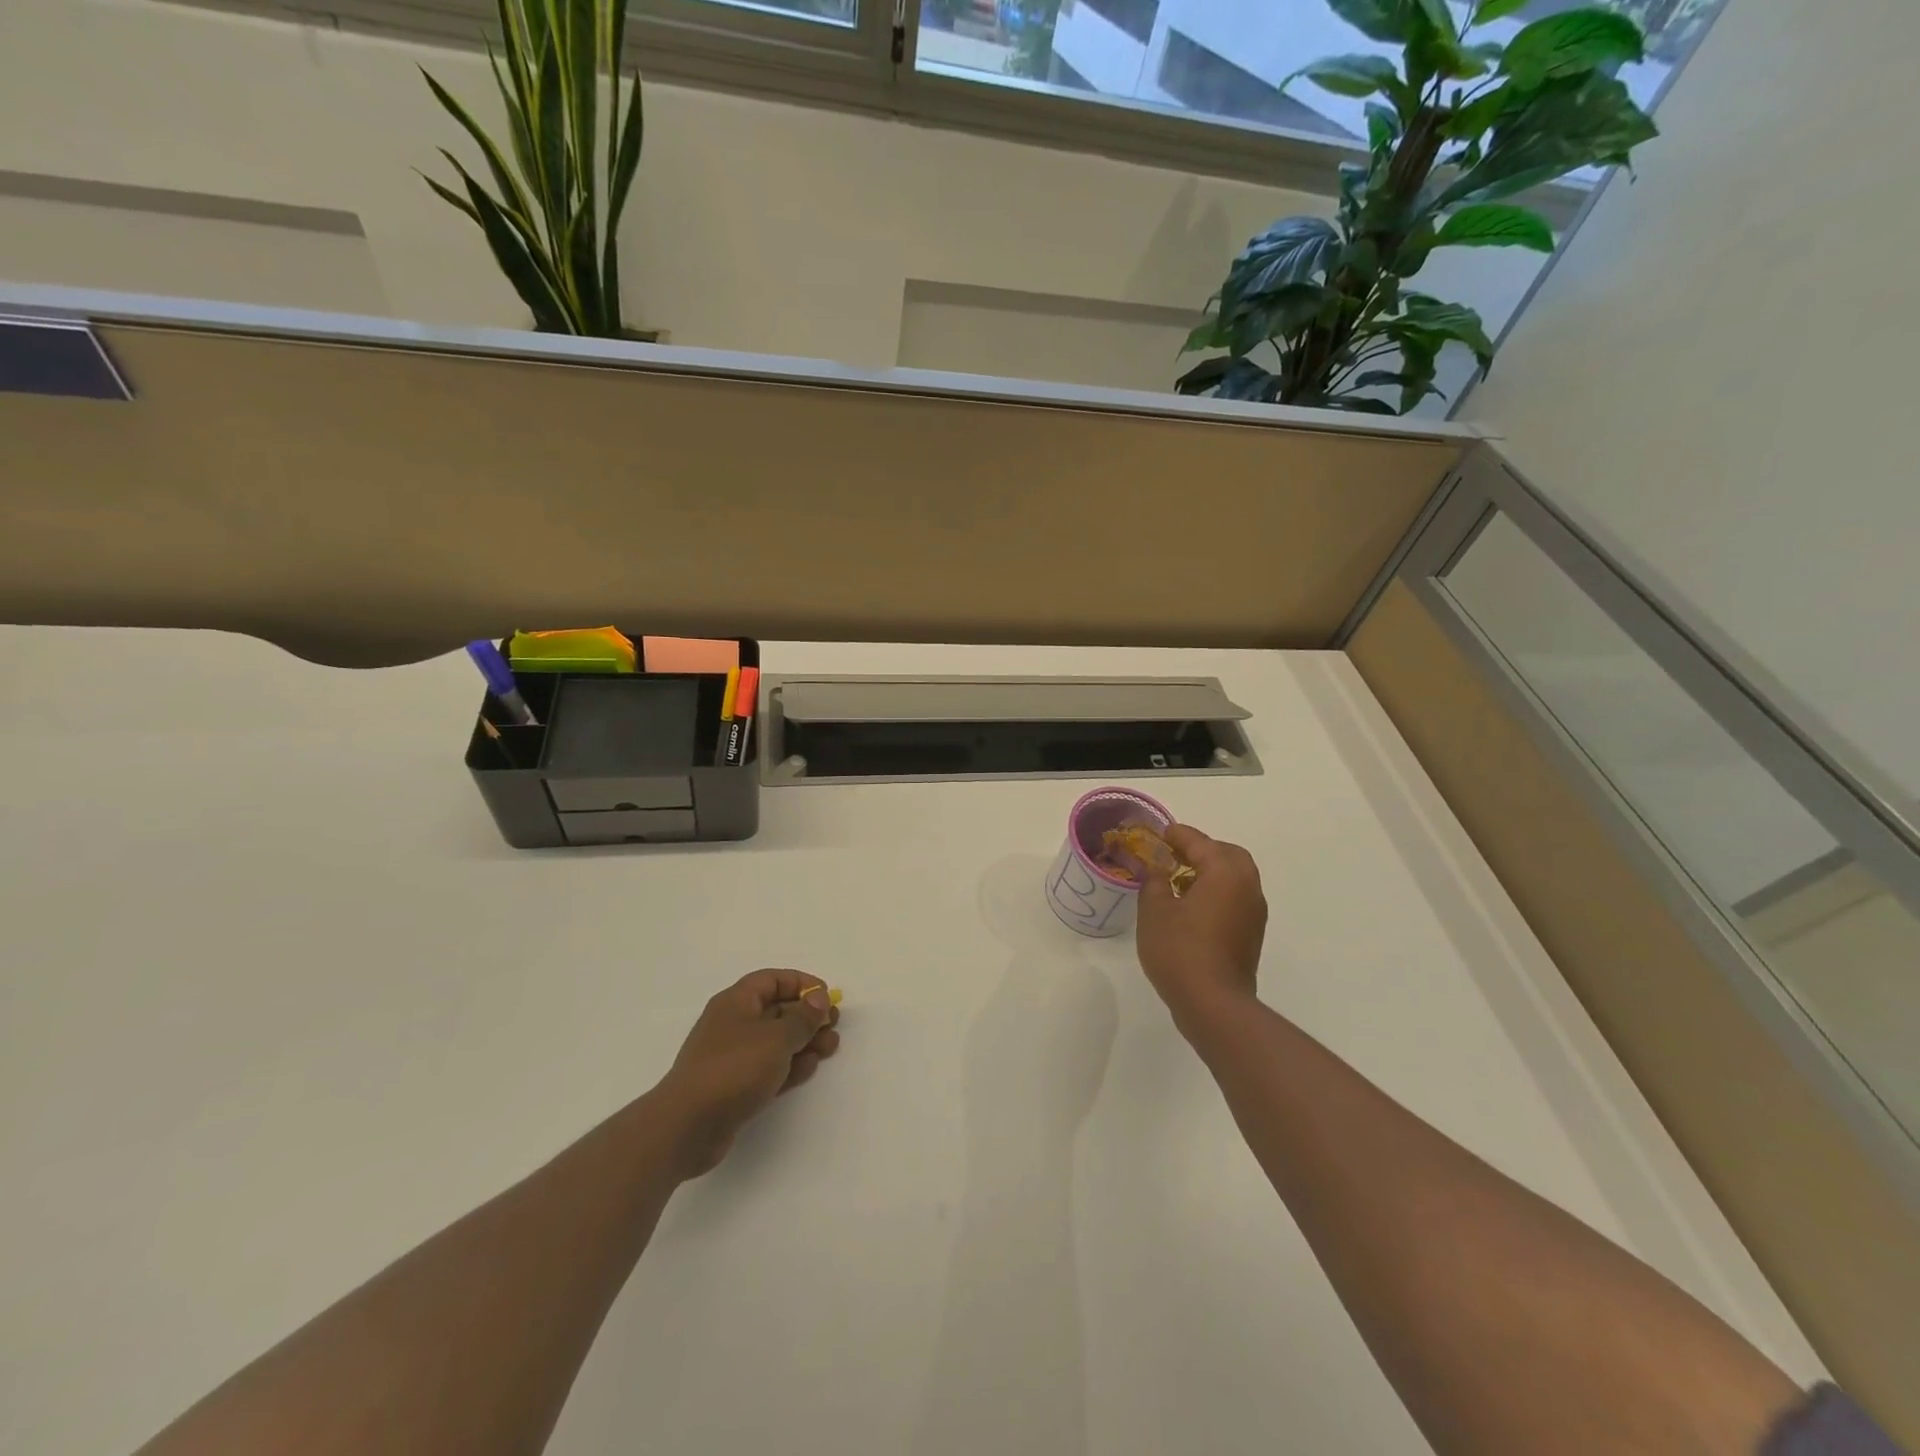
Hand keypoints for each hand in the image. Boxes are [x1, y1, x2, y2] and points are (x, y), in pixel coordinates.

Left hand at [654, 969, 841, 1177]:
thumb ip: (802, 1018)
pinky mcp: (735, 1086)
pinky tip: (809, 1069)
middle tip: (833, 1025)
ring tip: (830, 1047)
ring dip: (804, 1042)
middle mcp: (733, 1024)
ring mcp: (733, 1056)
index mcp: (736, 1002)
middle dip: (807, 1016)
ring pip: (775, 1041)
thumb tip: (818, 998)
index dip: (801, 983)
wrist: (687, 1126)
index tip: (826, 996)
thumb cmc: (734, 1069)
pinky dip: (789, 1065)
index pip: (772, 980)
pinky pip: (768, 1067)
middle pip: (776, 1010)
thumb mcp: (776, 1038)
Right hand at [1136, 825, 1266, 1034]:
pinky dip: (1218, 891)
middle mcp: (1247, 885)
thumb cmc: (1180, 951)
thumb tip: (1157, 869)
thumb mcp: (1154, 910)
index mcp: (1224, 872)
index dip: (1176, 835)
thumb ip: (1154, 881)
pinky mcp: (1252, 932)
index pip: (1199, 842)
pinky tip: (1193, 907)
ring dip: (1212, 871)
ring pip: (1236, 876)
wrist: (1214, 1004)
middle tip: (1174, 856)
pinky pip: (1237, 897)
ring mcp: (1254, 911)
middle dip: (1202, 850)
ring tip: (1180, 881)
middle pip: (1227, 854)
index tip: (1159, 834)